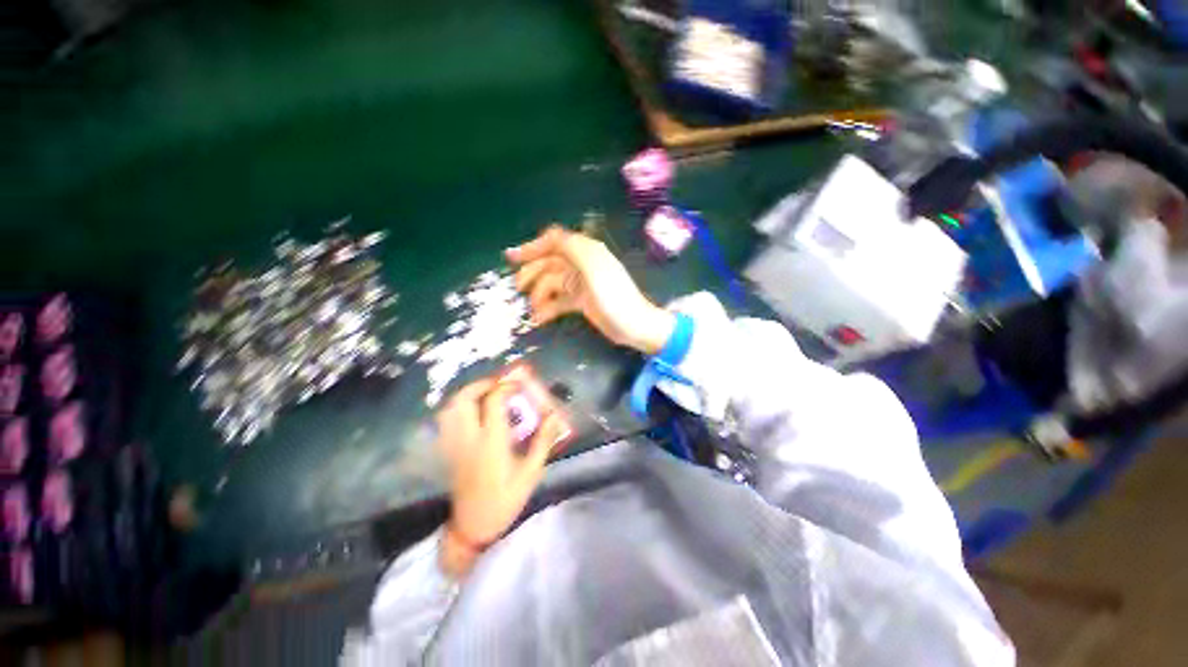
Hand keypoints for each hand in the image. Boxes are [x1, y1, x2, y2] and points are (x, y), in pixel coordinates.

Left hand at [437, 379, 565, 577]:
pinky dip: (457, 408)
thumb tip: (554, 416)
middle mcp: (469, 438)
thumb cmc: (505, 500)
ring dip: (468, 394)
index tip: (519, 382)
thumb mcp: (531, 473)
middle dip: (482, 385)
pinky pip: (446, 421)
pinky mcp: (448, 451)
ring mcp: (454, 444)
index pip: (493, 402)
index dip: (506, 386)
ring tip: (485, 394)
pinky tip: (471, 412)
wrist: (473, 527)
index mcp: (491, 442)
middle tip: (499, 384)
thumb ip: (542, 441)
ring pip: (451, 408)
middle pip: (465, 399)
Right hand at [507, 226, 674, 353]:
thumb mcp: (593, 269)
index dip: (532, 246)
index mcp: (586, 252)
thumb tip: (549, 237)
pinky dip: (548, 308)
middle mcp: (582, 264)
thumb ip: (572, 248)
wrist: (634, 326)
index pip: (555, 241)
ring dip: (539, 294)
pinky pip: (559, 300)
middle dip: (532, 273)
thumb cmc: (614, 298)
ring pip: (552, 283)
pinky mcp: (582, 301)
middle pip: (550, 262)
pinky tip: (540, 318)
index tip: (511, 258)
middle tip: (517, 287)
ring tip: (532, 310)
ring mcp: (582, 283)